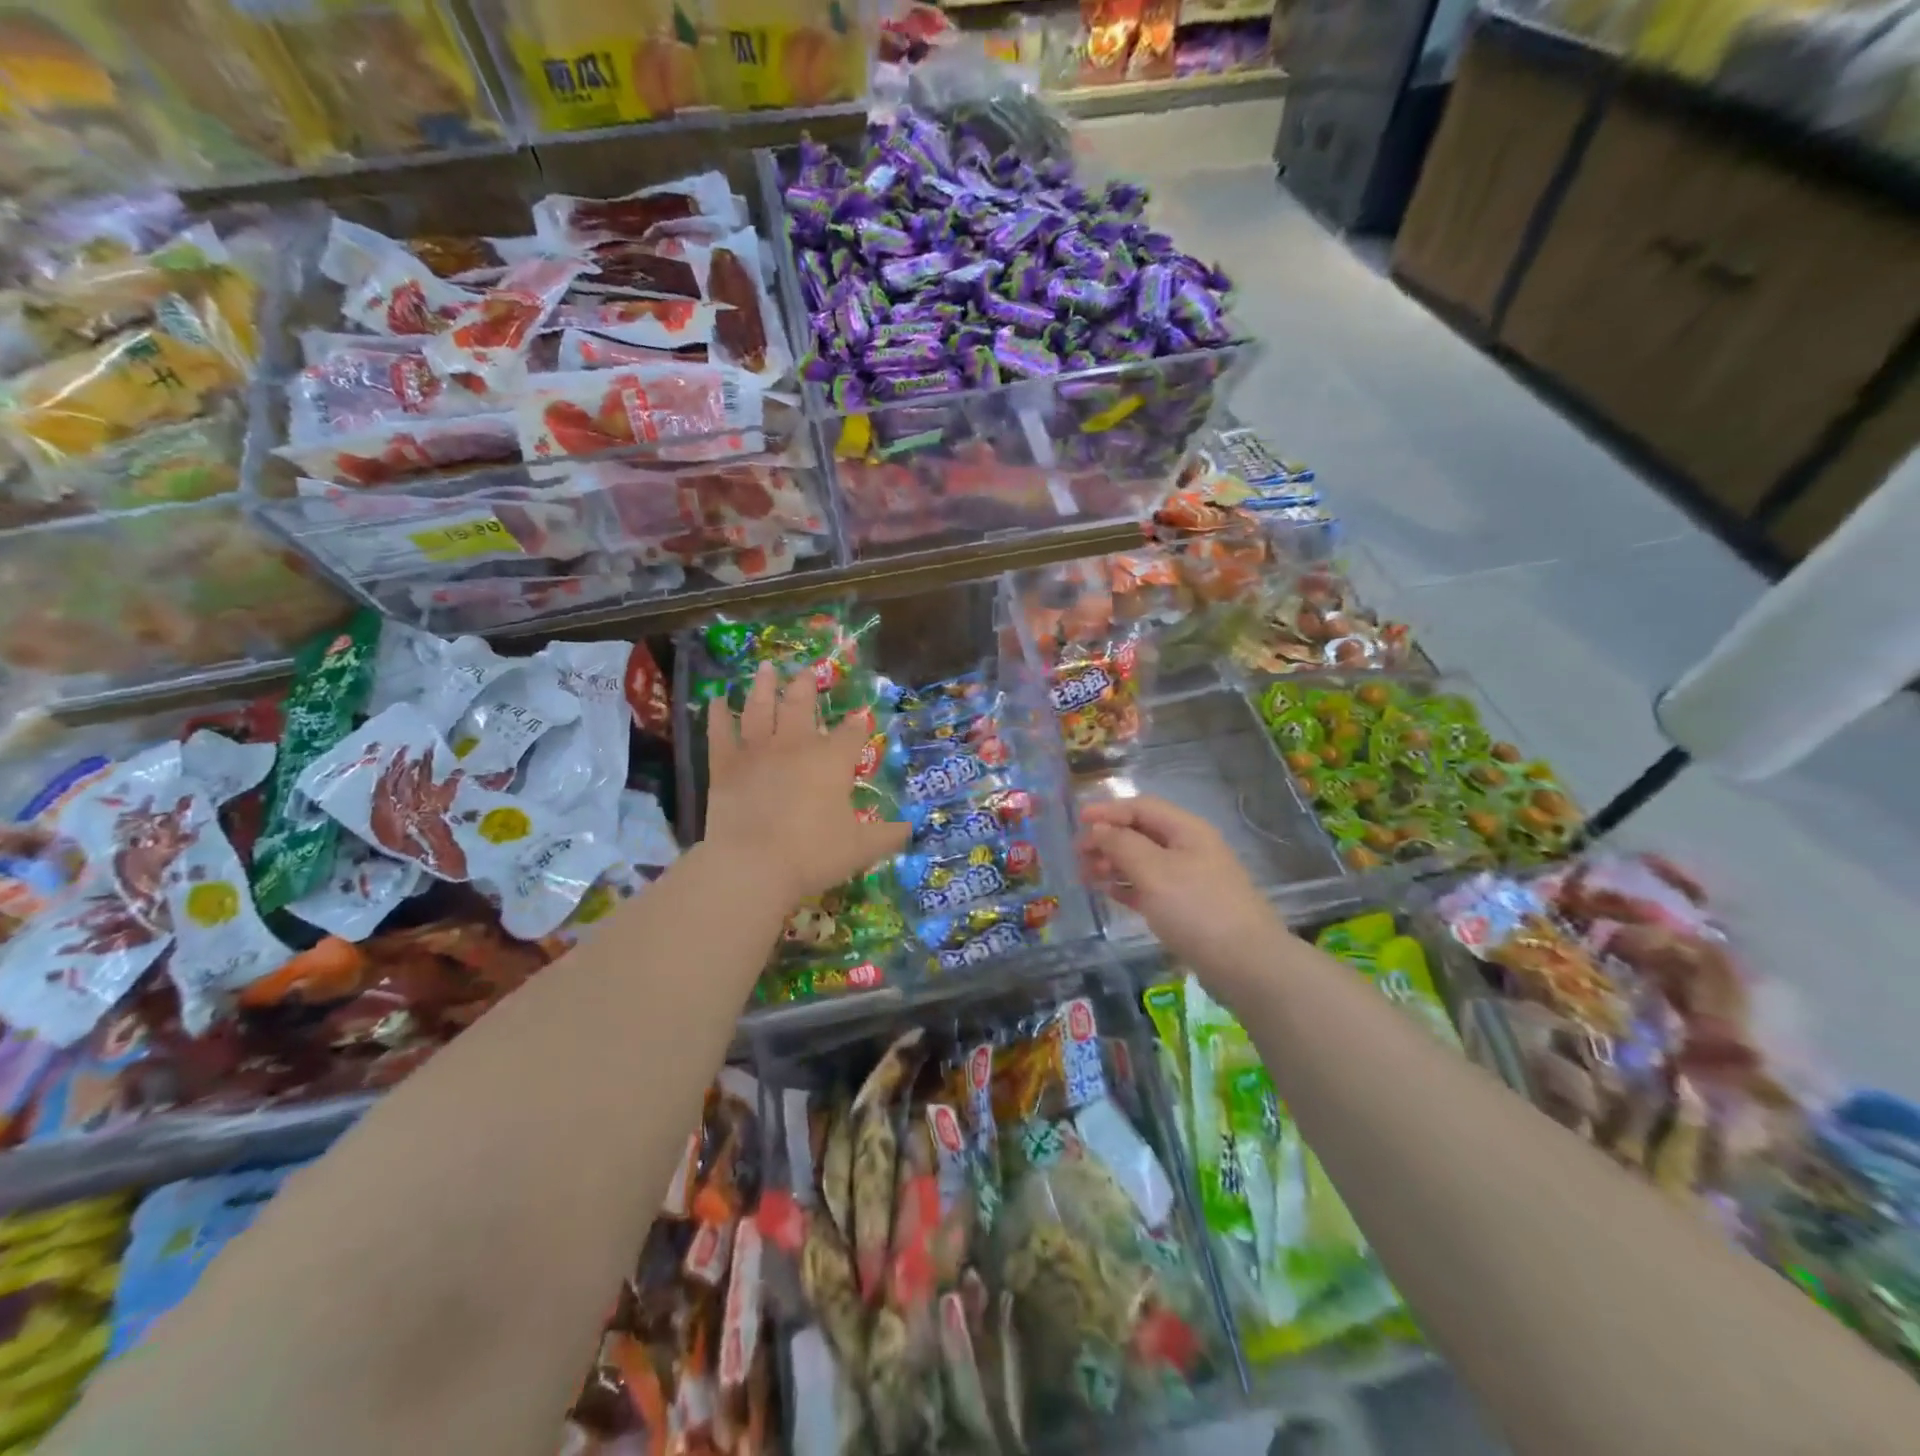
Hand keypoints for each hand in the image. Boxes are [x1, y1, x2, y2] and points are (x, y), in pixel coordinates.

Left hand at [703, 663, 908, 907]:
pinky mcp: (725, 766)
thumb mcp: (861, 848)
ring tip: (766, 668)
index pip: (850, 733)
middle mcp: (796, 745)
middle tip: (807, 671)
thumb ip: (888, 835)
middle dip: (807, 687)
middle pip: (802, 706)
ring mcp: (757, 752)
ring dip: (764, 687)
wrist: (754, 866)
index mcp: (832, 760)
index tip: (860, 718)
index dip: (857, 725)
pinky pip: (720, 733)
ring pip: (761, 708)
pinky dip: (717, 715)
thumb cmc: (814, 854)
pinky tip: (716, 699)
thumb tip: (911, 828)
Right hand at [1078, 795, 1289, 999]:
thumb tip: (1099, 828)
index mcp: (1186, 830)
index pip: (1141, 807)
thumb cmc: (1197, 909)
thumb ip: (1122, 844)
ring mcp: (1190, 879)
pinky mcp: (1188, 907)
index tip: (1077, 820)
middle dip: (1107, 839)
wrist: (1247, 965)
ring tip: (1086, 875)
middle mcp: (1189, 848)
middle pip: (1141, 833)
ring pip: (1144, 861)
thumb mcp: (1154, 871)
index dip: (1108, 810)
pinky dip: (1128, 886)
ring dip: (1114, 863)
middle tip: (1077, 855)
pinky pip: (1151, 887)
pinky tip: (1110, 893)